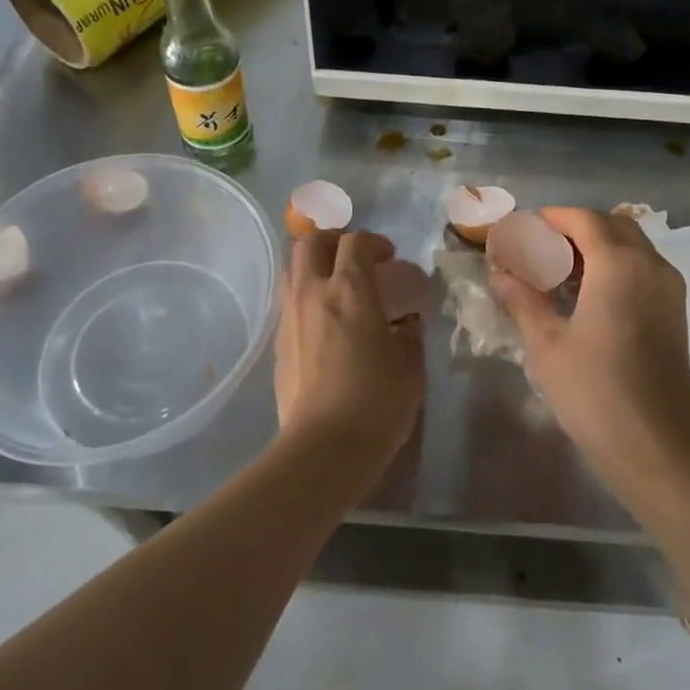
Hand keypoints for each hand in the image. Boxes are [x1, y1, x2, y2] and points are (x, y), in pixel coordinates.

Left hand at [273, 229, 425, 466]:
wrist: (324, 447)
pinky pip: (290, 306)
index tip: (389, 257)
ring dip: (314, 268)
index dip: (374, 242)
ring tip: (336, 287)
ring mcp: (290, 319)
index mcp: (350, 289)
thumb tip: (406, 323)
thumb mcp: (410, 365)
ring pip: (292, 271)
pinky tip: (325, 325)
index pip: (356, 243)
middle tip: (354, 259)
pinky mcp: (278, 346)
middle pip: (311, 243)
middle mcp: (313, 293)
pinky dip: (307, 300)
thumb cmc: (376, 400)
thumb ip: (410, 334)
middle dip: (333, 241)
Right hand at [490, 208, 689, 501]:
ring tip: (559, 273)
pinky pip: (643, 269)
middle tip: (540, 249)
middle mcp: (651, 266)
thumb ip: (522, 300)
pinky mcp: (675, 313)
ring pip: (632, 246)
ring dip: (597, 247)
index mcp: (620, 265)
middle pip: (612, 225)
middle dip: (575, 228)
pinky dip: (615, 266)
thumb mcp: (546, 345)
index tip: (522, 230)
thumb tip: (499, 273)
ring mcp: (669, 290)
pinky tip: (587, 297)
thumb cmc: (595, 394)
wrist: (658, 450)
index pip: (584, 219)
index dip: (552, 218)